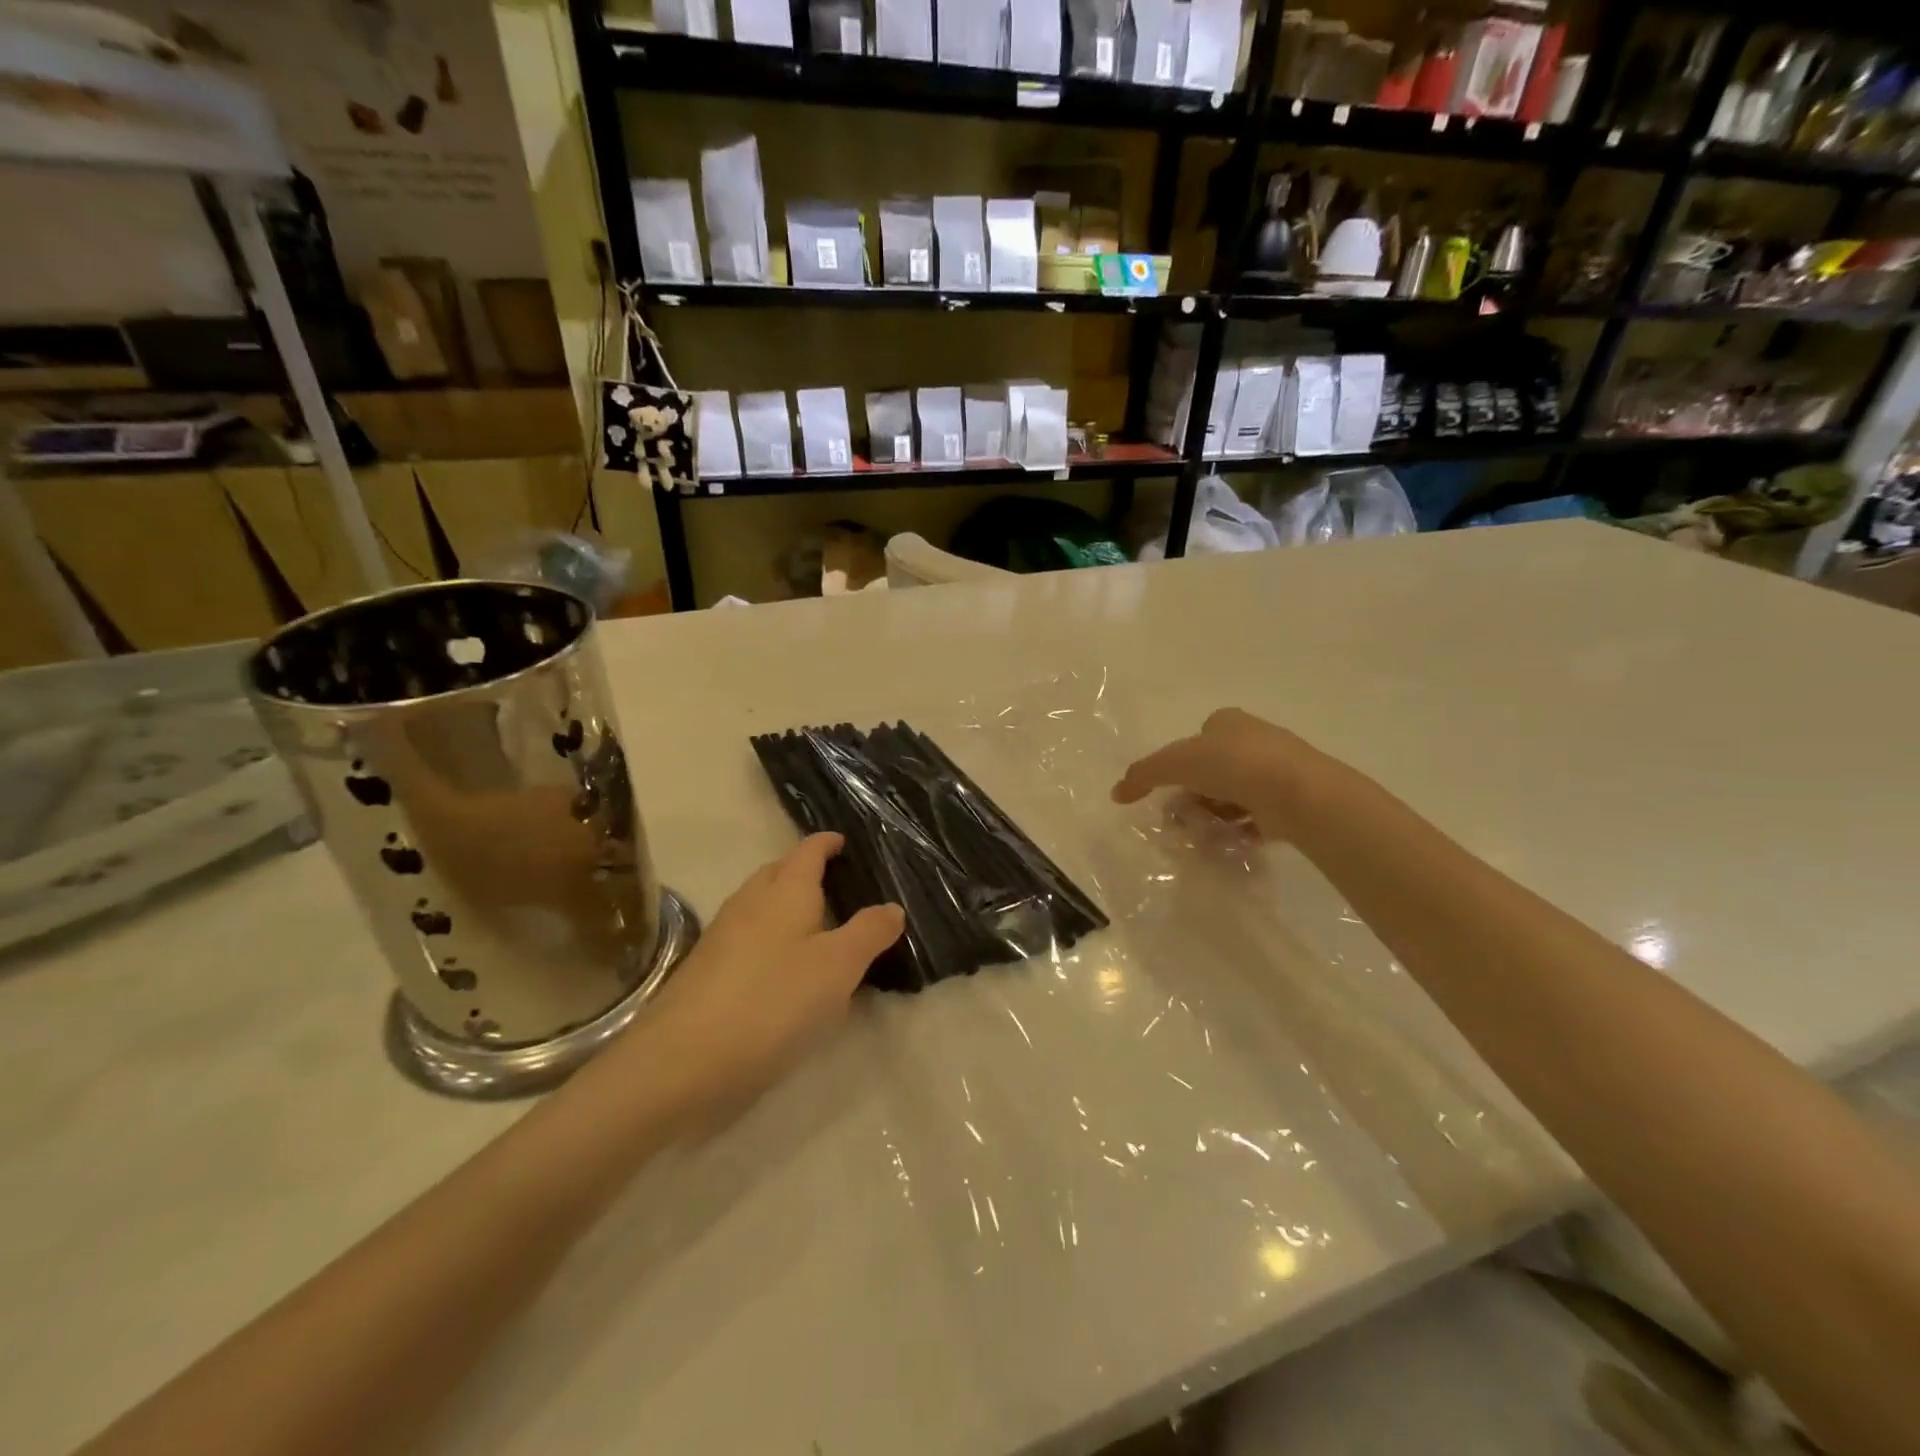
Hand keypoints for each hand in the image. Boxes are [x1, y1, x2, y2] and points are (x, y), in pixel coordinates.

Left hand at [630, 833, 904, 1108]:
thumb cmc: (772, 1002)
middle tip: (834, 882)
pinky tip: (781, 968)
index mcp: (784, 891)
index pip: (807, 851)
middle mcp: (749, 903)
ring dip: (784, 905)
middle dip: (803, 870)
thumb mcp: (837, 967)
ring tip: (815, 924)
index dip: (826, 843)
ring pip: (759, 905)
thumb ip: (868, 933)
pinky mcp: (706, 972)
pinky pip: (746, 937)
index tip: (843, 842)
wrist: (681, 1062)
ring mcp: (722, 937)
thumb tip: (892, 906)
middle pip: (777, 873)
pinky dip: (769, 938)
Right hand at [1111, 708, 1327, 838]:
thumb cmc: (1232, 764)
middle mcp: (1254, 741)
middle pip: (1212, 772)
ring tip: (1207, 834)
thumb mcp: (1175, 762)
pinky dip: (1240, 831)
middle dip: (1195, 797)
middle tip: (1185, 818)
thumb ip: (1143, 775)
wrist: (1296, 792)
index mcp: (1228, 722)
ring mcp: (1276, 772)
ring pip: (1233, 796)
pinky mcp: (1291, 801)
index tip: (1172, 791)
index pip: (1195, 742)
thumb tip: (1116, 793)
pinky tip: (1230, 842)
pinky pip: (1256, 818)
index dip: (1179, 767)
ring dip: (1215, 816)